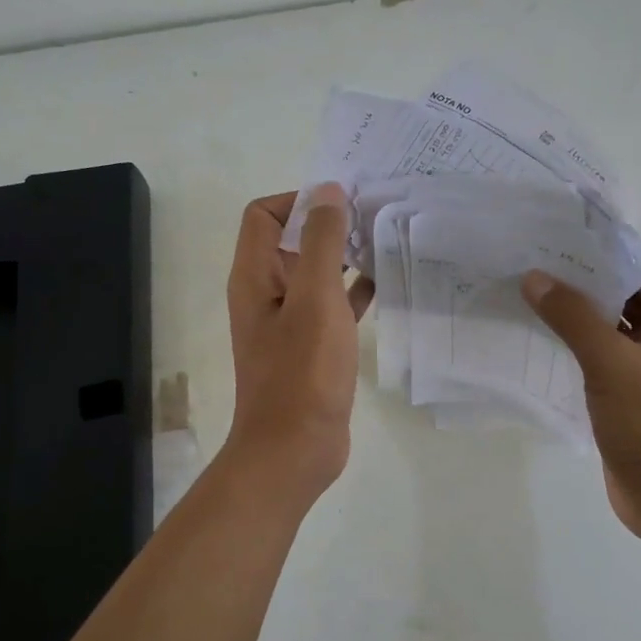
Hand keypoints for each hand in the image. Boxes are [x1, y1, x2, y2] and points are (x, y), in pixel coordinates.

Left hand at [224, 185, 372, 500]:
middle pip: (291, 240)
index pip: (264, 214)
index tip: (342, 205)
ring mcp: (289, 321)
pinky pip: (332, 305)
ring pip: (316, 273)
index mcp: (254, 276)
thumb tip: (327, 191)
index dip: (299, 201)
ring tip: (386, 242)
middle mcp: (266, 292)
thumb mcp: (315, 298)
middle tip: (376, 217)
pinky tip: (386, 284)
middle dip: (329, 225)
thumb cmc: (302, 371)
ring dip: (345, 256)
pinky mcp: (312, 346)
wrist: (295, 449)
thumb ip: (322, 242)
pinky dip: (353, 291)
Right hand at [521, 266, 640, 551]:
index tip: (551, 235)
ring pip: (608, 326)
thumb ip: (574, 317)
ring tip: (523, 290)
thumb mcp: (614, 366)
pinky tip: (535, 335)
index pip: (640, 266)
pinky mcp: (630, 393)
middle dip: (578, 279)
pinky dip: (572, 343)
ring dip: (572, 312)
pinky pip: (599, 355)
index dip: (598, 249)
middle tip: (527, 260)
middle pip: (622, 293)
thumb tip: (535, 277)